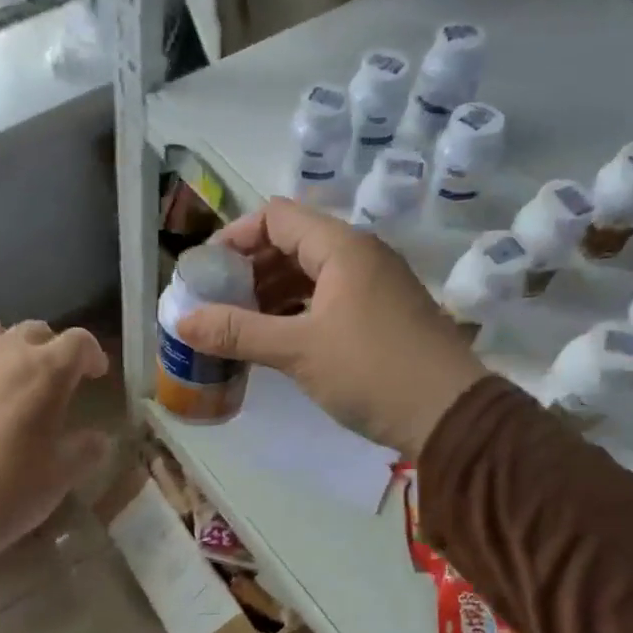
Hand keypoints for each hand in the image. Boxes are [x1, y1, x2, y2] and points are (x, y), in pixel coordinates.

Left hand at [0, 319, 109, 569]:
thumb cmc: (8, 493)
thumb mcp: (62, 476)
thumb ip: (87, 449)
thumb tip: (96, 438)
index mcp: (45, 372)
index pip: (78, 342)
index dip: (91, 355)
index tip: (94, 375)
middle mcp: (1, 352)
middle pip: (33, 332)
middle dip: (49, 350)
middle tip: (51, 380)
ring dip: (4, 349)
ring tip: (3, 379)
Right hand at [174, 200, 485, 455]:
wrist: (450, 415)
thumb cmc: (372, 372)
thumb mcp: (298, 351)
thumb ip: (238, 332)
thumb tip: (182, 321)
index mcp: (342, 247)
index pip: (276, 217)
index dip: (234, 238)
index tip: (206, 273)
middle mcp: (360, 255)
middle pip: (292, 243)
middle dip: (249, 269)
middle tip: (217, 303)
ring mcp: (374, 286)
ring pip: (310, 274)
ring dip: (271, 293)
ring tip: (238, 325)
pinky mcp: (381, 315)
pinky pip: (327, 299)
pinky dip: (296, 312)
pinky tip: (276, 340)